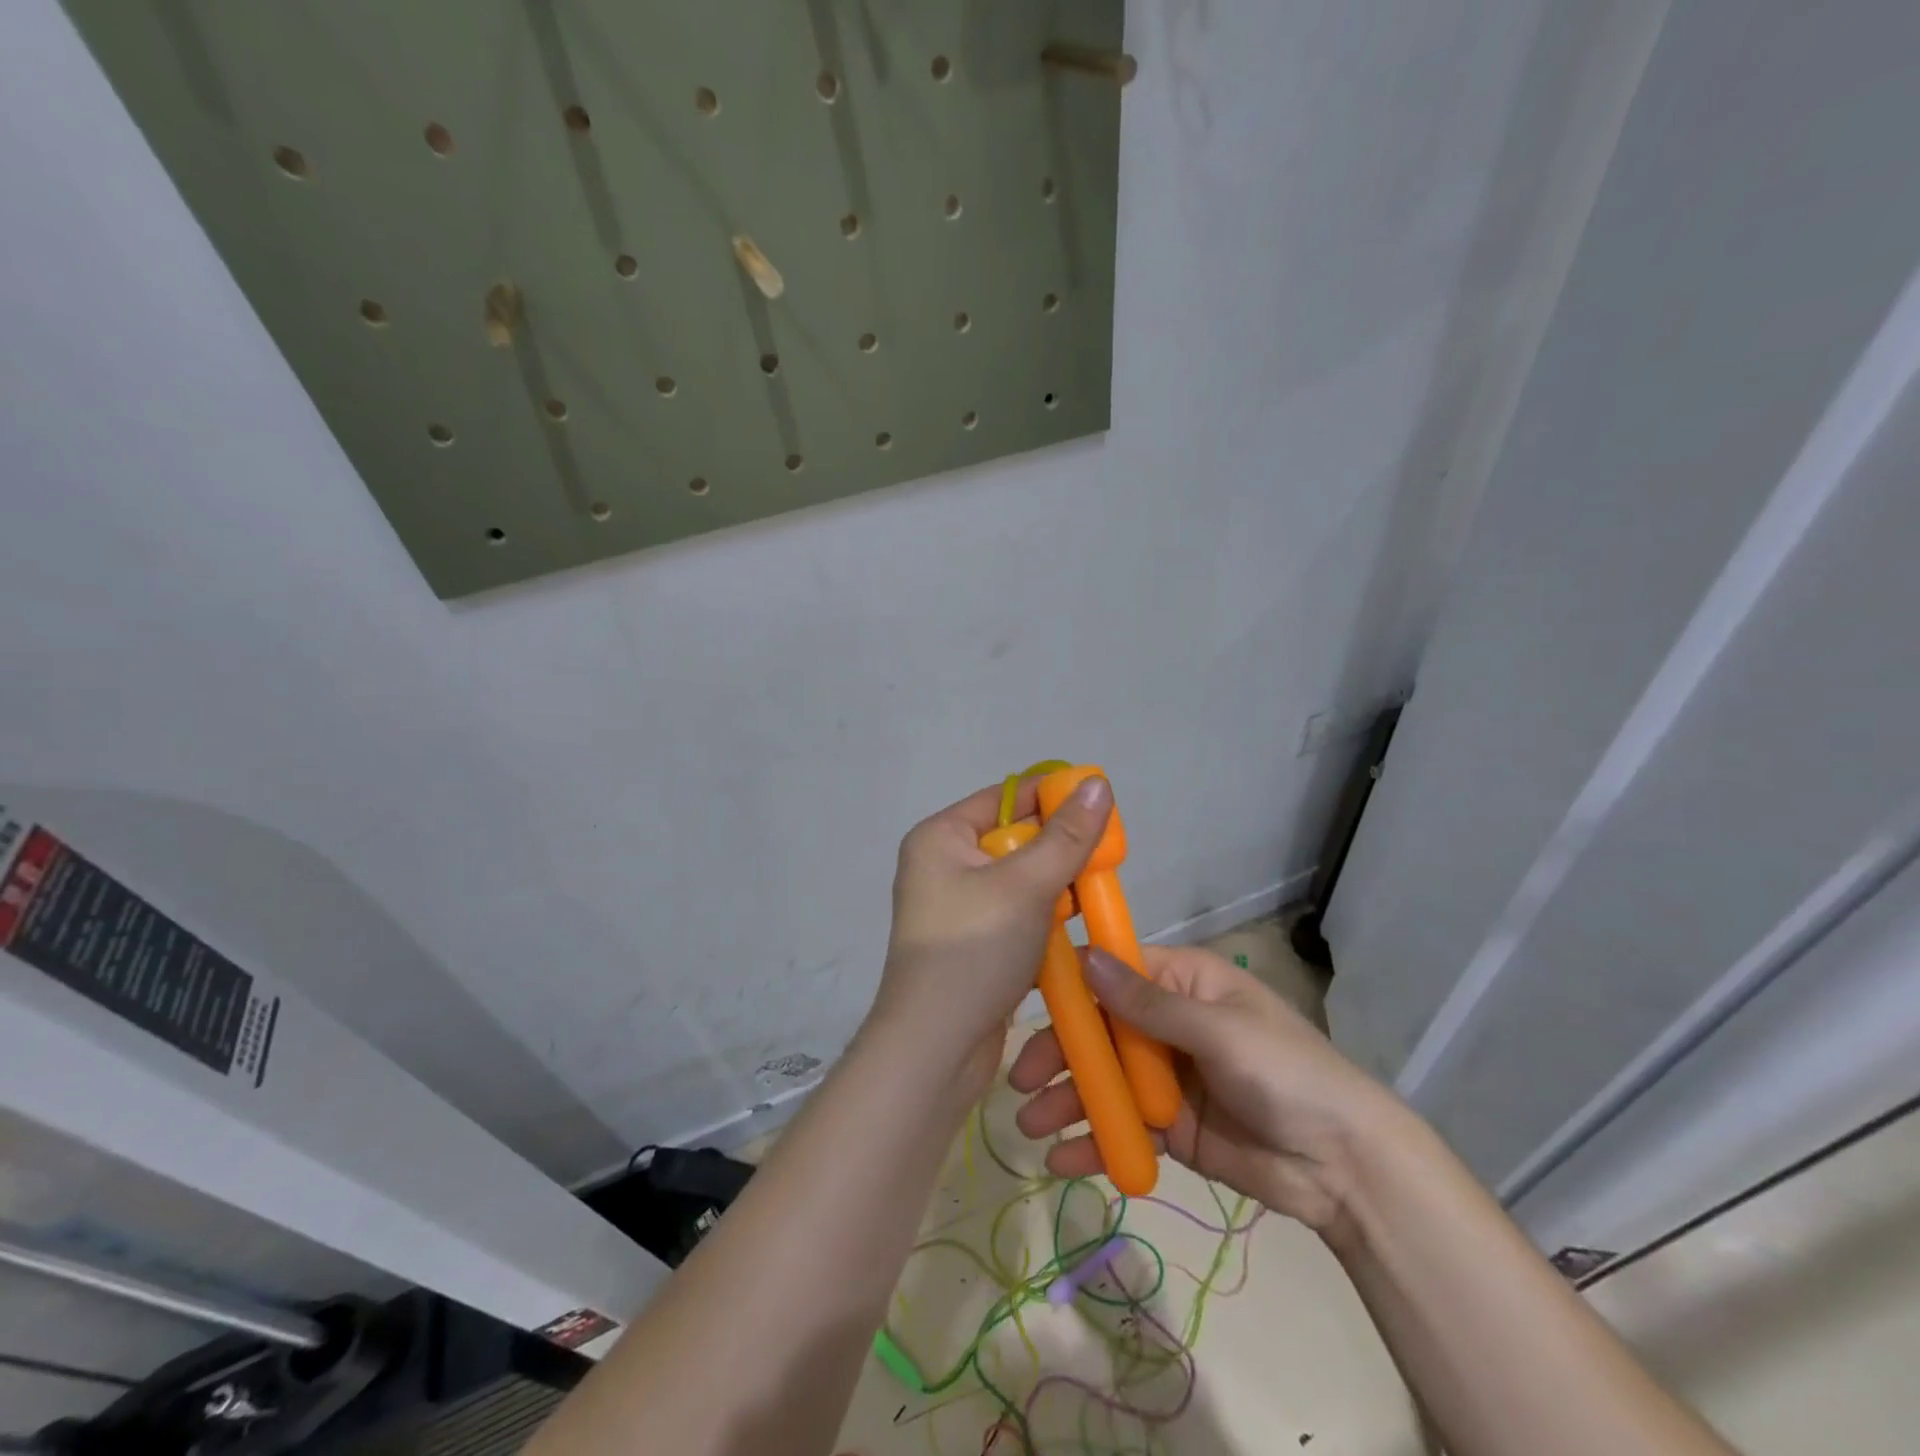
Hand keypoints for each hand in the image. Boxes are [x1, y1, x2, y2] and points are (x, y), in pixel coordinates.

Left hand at [865, 774, 1113, 1100]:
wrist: (935, 1048)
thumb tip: (1098, 781)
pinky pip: (1014, 912)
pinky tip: (1071, 925)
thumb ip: (1067, 836)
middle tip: (1104, 858)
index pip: (1006, 797)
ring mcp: (955, 905)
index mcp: (941, 837)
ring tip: (1091, 892)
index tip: (1101, 807)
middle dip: (1058, 847)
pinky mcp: (970, 941)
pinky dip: (1042, 916)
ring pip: (1019, 878)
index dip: (1053, 797)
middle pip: (1014, 837)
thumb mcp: (1026, 886)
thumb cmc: (974, 951)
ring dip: (1055, 885)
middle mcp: (942, 863)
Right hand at [1010, 944, 1403, 1236]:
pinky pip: (1123, 1127)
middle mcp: (1169, 1022)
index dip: (1072, 985)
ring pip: (1105, 1080)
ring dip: (1067, 1101)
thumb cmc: (1285, 1073)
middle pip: (1100, 1029)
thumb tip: (1085, 958)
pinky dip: (1093, 1142)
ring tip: (1029, 1128)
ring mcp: (1167, 1077)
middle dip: (1060, 1054)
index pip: (1116, 971)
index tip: (1026, 1002)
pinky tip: (1062, 1161)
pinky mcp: (1171, 1127)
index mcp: (1184, 982)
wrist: (1346, 1168)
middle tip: (1019, 1080)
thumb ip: (1148, 1003)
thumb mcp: (1218, 1030)